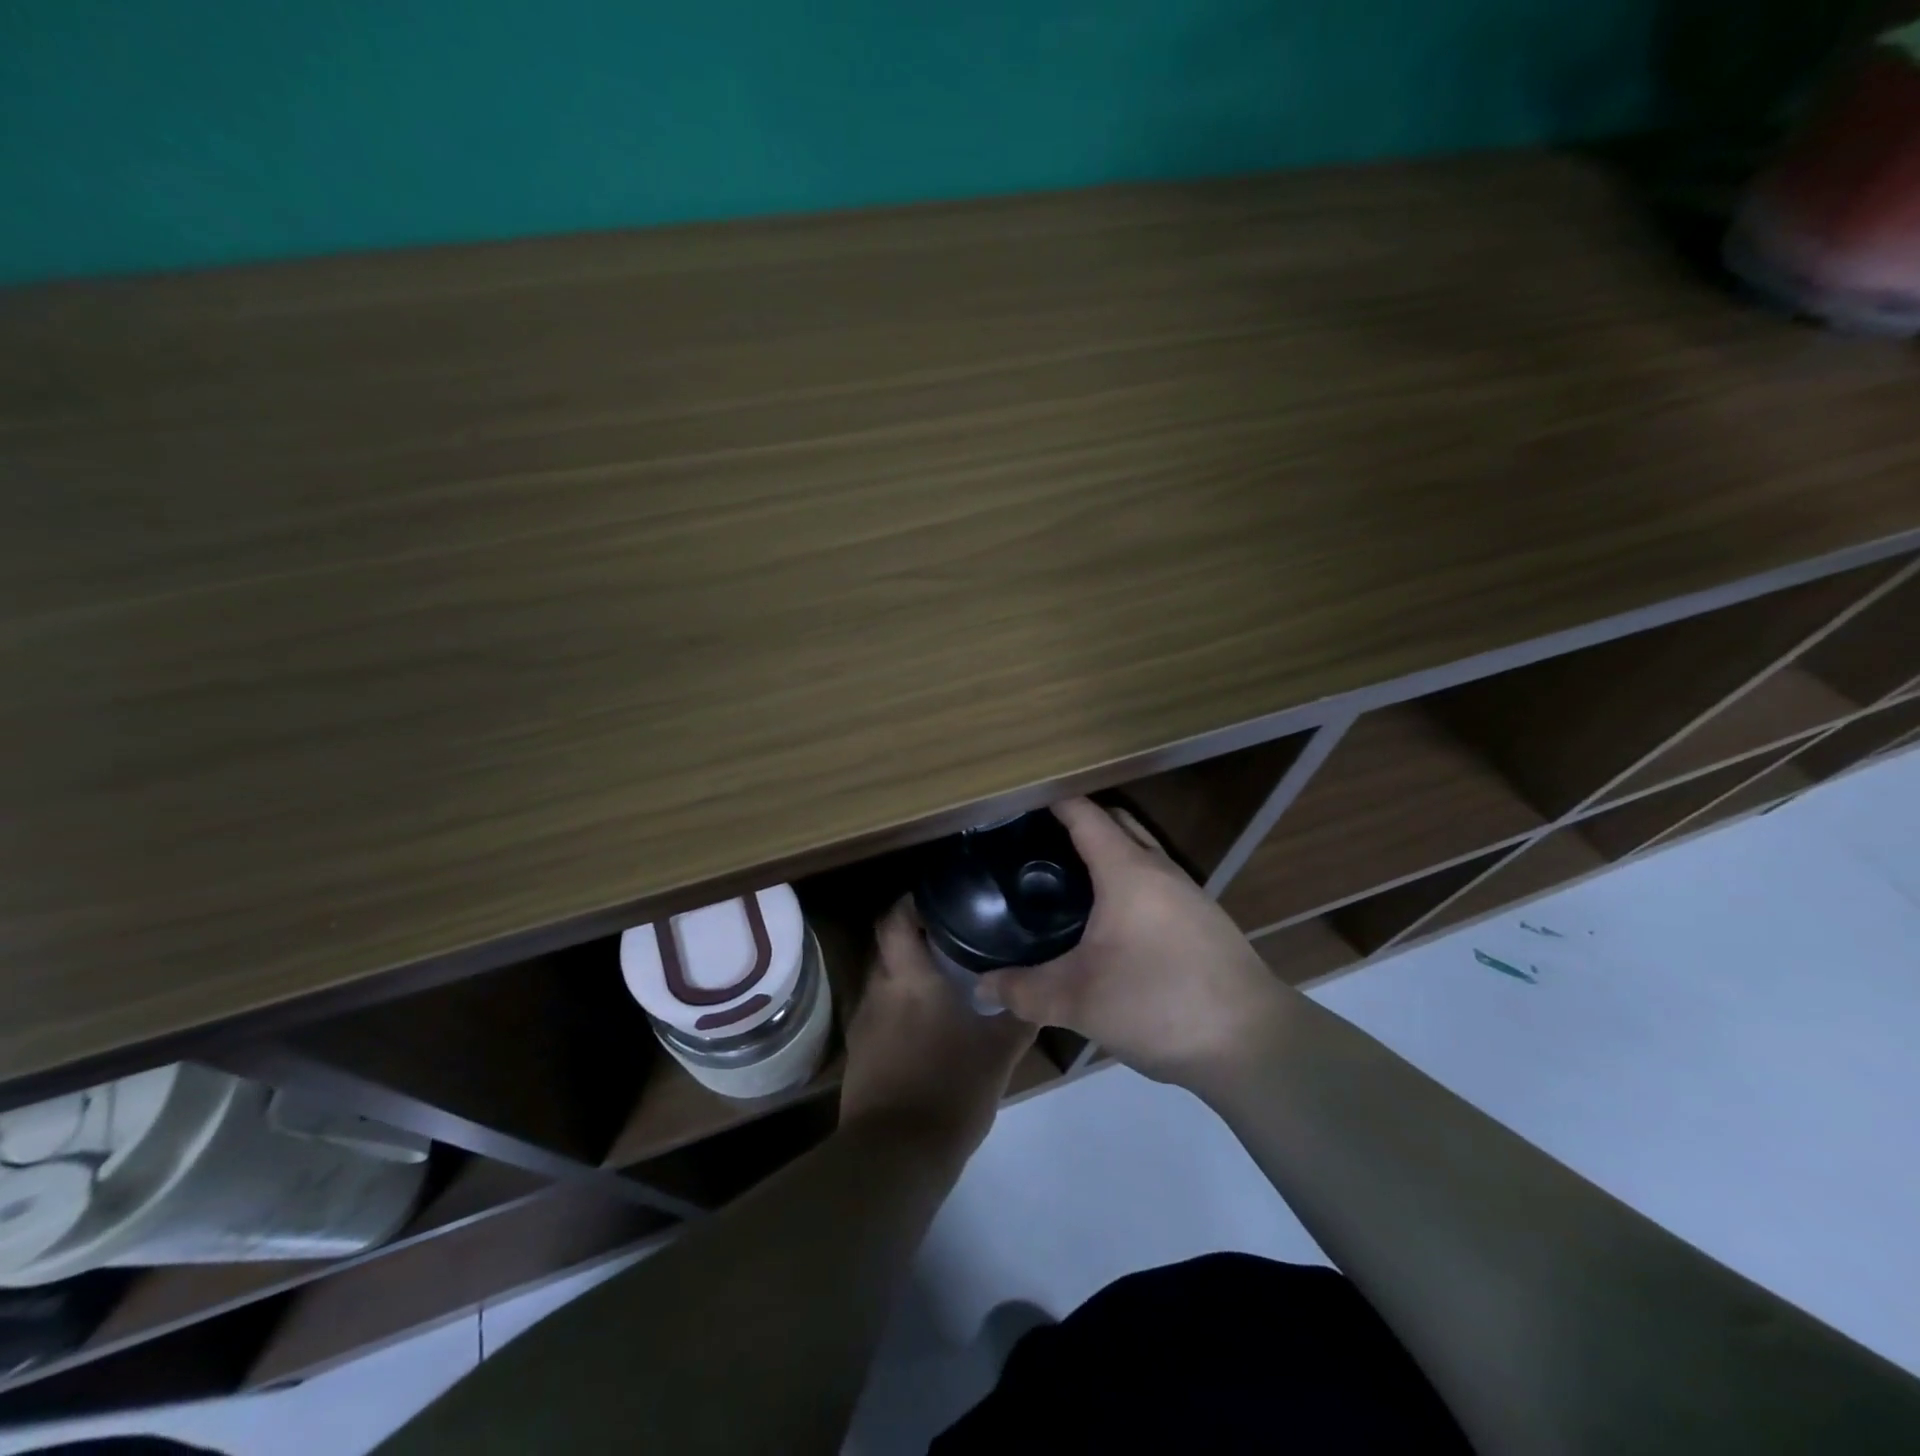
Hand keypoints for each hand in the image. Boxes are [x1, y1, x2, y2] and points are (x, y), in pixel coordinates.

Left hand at [839, 899, 1036, 1166]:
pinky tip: (926, 1025)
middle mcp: (879, 990)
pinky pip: (880, 1013)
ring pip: (884, 981)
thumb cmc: (951, 1089)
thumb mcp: (999, 1053)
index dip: (910, 901)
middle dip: (915, 938)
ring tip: (944, 980)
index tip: (938, 898)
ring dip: (907, 975)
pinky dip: (900, 1008)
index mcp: (909, 978)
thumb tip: (1040, 989)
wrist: (896, 1155)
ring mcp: (864, 1022)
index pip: (894, 918)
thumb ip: (1019, 1015)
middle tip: (953, 938)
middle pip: (888, 946)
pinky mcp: (859, 1052)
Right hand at [976, 798, 1284, 1087]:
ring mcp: (1188, 894)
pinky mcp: (1203, 921)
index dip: (1051, 801)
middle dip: (1079, 821)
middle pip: (1116, 823)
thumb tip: (981, 988)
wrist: (1252, 1043)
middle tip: (1036, 842)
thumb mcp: (1079, 1000)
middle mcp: (1160, 869)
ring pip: (1140, 852)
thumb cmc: (1159, 1003)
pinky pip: (1156, 882)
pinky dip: (1127, 881)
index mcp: (1127, 870)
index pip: (1084, 814)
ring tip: (1066, 878)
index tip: (1017, 802)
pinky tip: (1110, 922)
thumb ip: (1024, 991)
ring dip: (1107, 852)